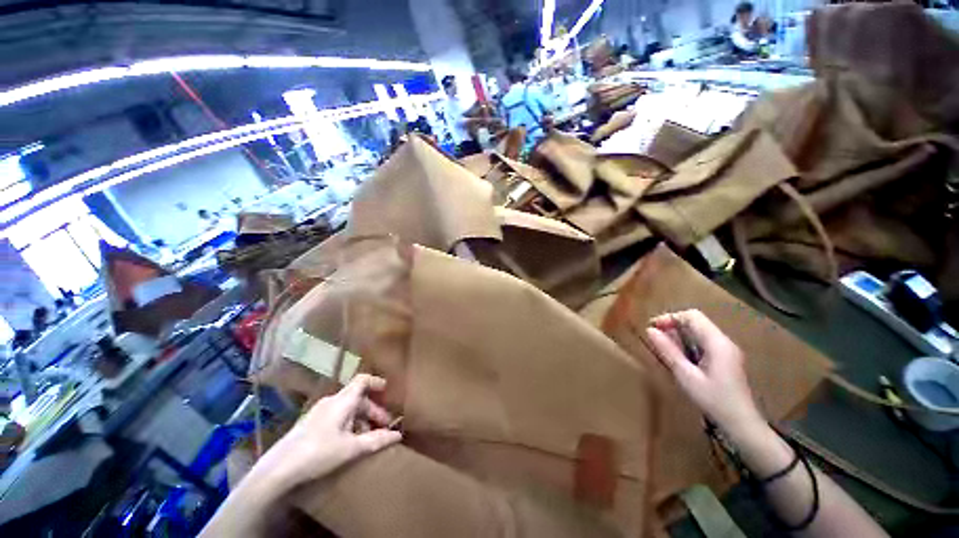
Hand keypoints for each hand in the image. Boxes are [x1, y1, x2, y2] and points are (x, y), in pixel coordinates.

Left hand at [257, 374, 401, 488]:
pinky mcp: (311, 424)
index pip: (363, 380)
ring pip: (348, 408)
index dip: (377, 382)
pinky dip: (349, 424)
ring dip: (361, 419)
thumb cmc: (317, 453)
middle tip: (384, 426)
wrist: (277, 470)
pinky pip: (337, 416)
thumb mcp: (350, 449)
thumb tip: (397, 435)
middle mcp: (332, 401)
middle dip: (373, 410)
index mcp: (342, 401)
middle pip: (358, 397)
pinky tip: (349, 442)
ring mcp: (320, 412)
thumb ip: (375, 440)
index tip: (388, 392)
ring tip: (368, 437)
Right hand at [646, 310, 764, 438]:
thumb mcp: (686, 376)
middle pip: (696, 321)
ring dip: (680, 334)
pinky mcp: (726, 358)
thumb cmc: (713, 400)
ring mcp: (727, 349)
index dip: (670, 318)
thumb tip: (650, 330)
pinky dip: (688, 342)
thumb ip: (668, 351)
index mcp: (717, 342)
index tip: (653, 328)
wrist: (741, 423)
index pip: (692, 316)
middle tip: (656, 337)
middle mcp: (724, 341)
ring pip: (699, 330)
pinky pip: (704, 341)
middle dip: (673, 324)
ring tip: (664, 347)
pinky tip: (680, 357)